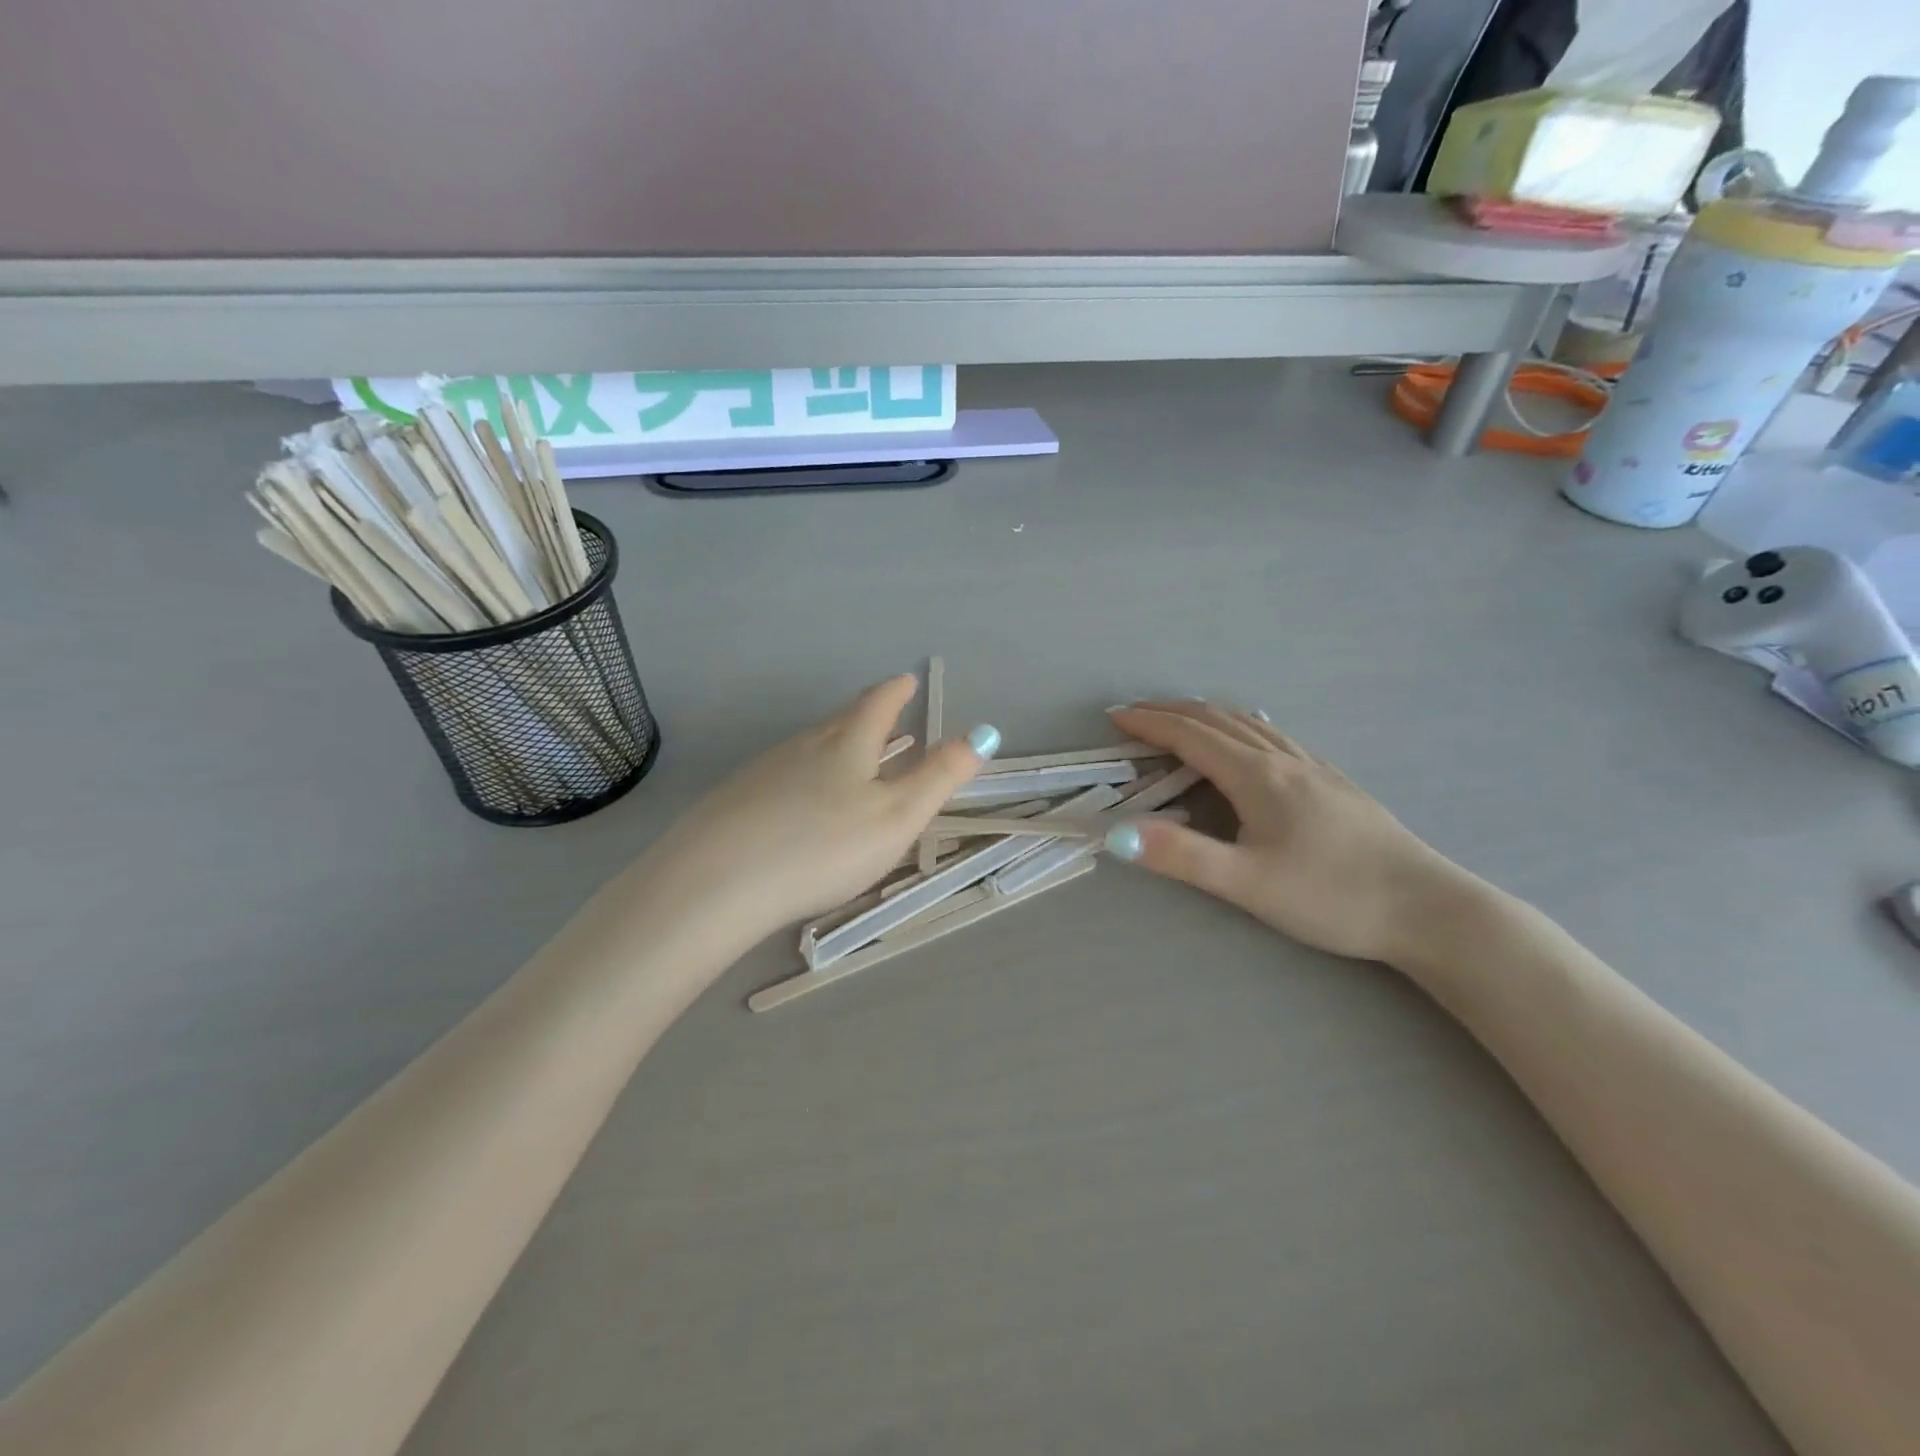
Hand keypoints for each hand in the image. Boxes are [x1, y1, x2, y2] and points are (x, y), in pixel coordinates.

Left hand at [641, 675, 993, 945]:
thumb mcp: (896, 816)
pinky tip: (797, 802)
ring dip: (833, 745)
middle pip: (840, 721)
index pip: (877, 704)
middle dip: (865, 715)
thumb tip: (983, 734)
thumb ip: (939, 776)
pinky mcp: (735, 799)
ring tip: (847, 757)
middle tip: (882, 713)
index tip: (906, 680)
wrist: (717, 882)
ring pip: (809, 747)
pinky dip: (802, 776)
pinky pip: (781, 775)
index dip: (896, 691)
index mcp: (847, 744)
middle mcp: (804, 746)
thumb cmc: (823, 847)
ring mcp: (765, 770)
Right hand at [1105, 700, 1463, 964]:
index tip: (1115, 717)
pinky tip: (1251, 739)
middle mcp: (1283, 760)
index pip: (1190, 736)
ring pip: (1250, 724)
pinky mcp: (1334, 783)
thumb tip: (1116, 832)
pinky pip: (1275, 736)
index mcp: (1257, 776)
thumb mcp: (1246, 883)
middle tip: (1135, 714)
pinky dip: (1241, 726)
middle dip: (1171, 712)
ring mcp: (1314, 768)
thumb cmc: (1332, 896)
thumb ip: (1180, 856)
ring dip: (1206, 716)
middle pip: (1218, 720)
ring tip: (1180, 720)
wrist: (1427, 908)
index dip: (1149, 723)